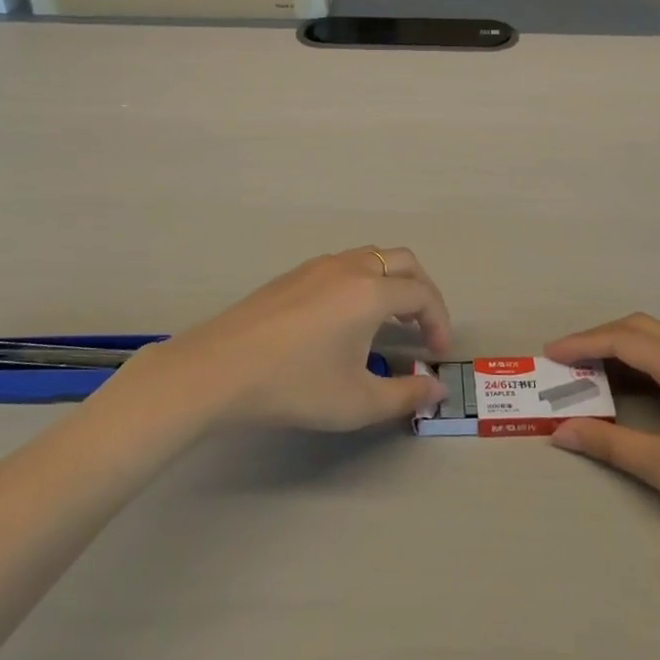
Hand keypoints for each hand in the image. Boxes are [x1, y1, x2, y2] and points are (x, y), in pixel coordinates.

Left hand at [169, 248, 451, 431]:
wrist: (219, 368)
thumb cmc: (295, 385)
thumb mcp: (357, 402)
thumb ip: (405, 395)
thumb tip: (436, 389)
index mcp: (371, 292)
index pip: (422, 294)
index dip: (439, 321)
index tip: (438, 354)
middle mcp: (349, 267)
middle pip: (403, 261)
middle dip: (422, 292)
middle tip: (424, 328)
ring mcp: (317, 266)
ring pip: (371, 257)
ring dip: (392, 282)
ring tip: (389, 321)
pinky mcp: (293, 274)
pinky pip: (344, 264)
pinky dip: (363, 281)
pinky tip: (347, 317)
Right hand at [543, 314, 659, 573]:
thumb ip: (609, 444)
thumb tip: (560, 433)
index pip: (621, 339)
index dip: (581, 343)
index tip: (548, 354)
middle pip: (641, 329)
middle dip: (600, 338)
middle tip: (568, 361)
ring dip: (623, 350)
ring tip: (592, 374)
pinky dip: (643, 366)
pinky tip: (634, 392)